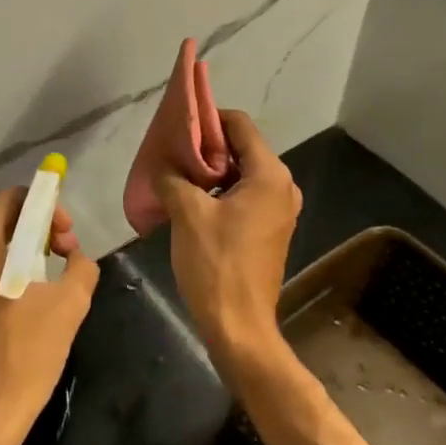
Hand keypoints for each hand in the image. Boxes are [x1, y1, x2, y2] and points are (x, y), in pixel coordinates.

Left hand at [0, 188, 98, 444]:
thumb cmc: (24, 356)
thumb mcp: (69, 305)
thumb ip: (80, 266)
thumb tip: (76, 258)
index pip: (9, 199)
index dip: (44, 207)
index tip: (65, 237)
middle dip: (34, 233)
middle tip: (62, 258)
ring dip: (17, 259)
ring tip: (44, 288)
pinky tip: (16, 315)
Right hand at [156, 111, 301, 376]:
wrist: (239, 326)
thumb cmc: (216, 264)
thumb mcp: (187, 214)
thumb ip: (173, 178)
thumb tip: (163, 166)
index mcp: (269, 175)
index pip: (240, 125)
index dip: (209, 118)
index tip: (179, 124)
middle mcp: (282, 186)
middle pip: (242, 148)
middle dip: (207, 146)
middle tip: (172, 150)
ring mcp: (279, 210)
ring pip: (242, 174)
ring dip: (211, 171)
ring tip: (176, 174)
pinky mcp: (270, 230)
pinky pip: (245, 196)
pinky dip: (220, 192)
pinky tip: (191, 200)